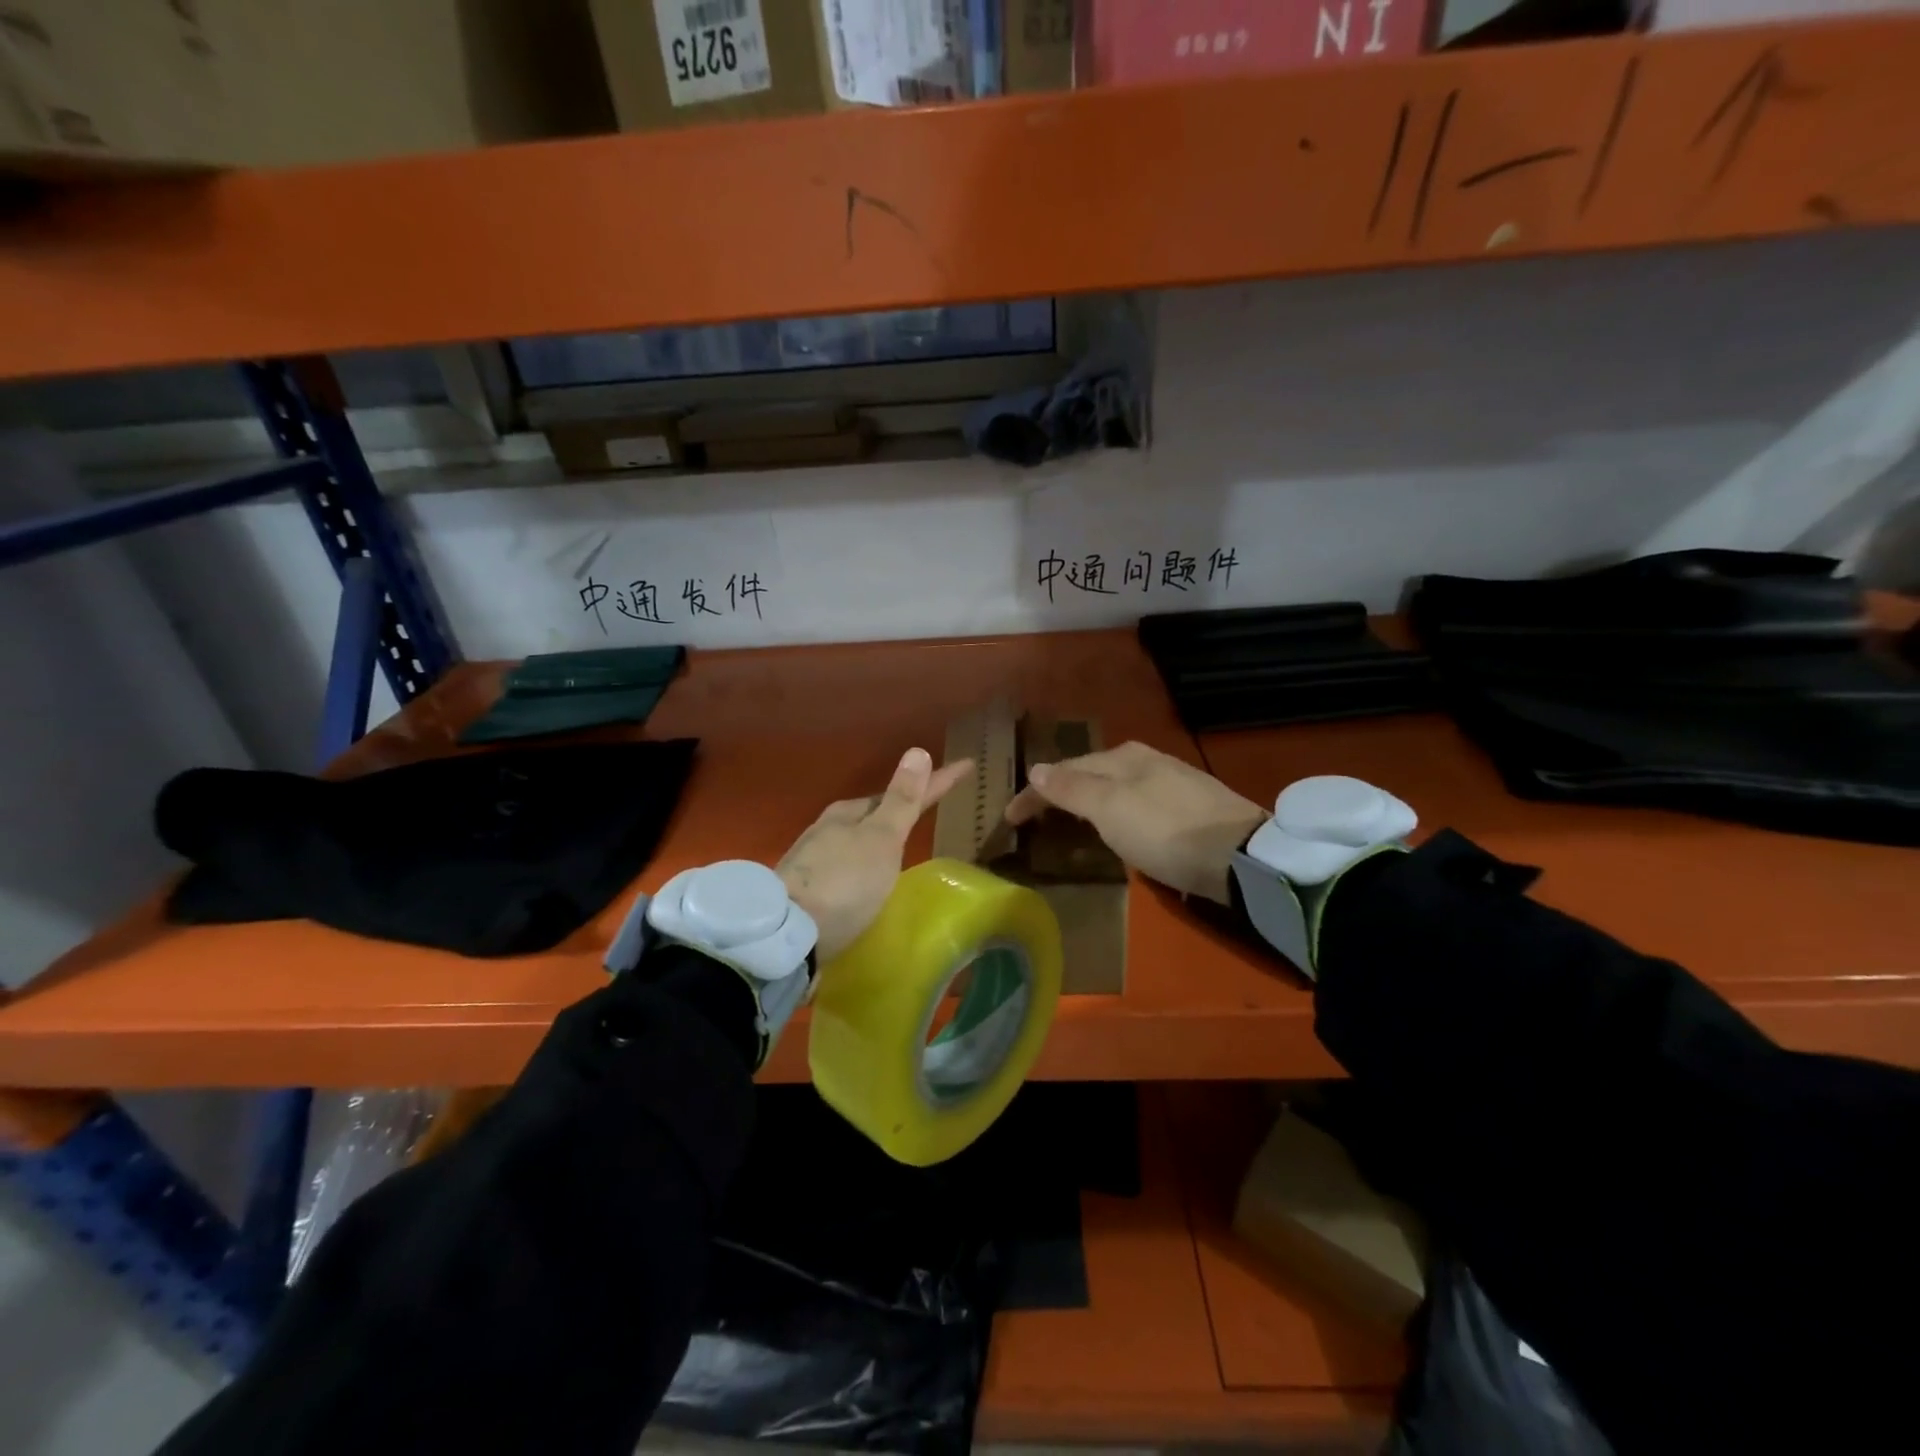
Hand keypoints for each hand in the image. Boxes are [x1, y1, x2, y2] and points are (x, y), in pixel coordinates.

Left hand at [779, 747, 972, 961]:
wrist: (786, 934)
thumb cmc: (844, 883)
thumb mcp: (880, 839)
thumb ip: (902, 800)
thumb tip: (918, 751)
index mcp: (850, 813)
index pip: (903, 792)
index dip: (937, 781)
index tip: (967, 766)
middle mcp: (828, 829)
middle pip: (875, 813)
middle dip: (902, 807)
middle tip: (932, 804)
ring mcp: (813, 860)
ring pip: (856, 839)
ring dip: (880, 837)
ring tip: (904, 843)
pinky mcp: (806, 891)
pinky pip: (845, 867)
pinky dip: (864, 864)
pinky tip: (869, 879)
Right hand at [1005, 741, 1265, 902]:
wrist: (1240, 856)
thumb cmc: (1165, 830)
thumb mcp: (1109, 808)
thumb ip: (1071, 789)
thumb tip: (1035, 768)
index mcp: (1123, 756)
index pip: (1065, 769)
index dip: (1034, 793)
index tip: (1009, 818)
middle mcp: (1146, 761)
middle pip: (1091, 773)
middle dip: (1062, 790)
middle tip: (1037, 816)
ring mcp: (1172, 782)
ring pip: (1115, 787)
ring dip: (1088, 801)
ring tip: (1071, 822)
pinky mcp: (1191, 808)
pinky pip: (1135, 802)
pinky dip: (1114, 812)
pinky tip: (1119, 827)